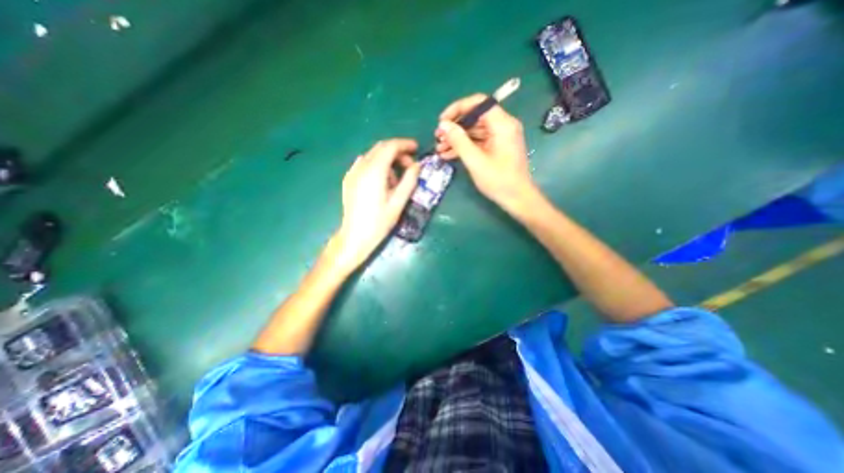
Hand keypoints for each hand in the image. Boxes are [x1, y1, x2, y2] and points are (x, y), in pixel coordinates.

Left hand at [331, 137, 419, 268]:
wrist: (355, 236)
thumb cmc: (379, 221)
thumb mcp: (399, 202)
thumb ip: (409, 180)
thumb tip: (417, 165)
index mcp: (374, 171)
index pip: (390, 146)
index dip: (405, 144)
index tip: (417, 149)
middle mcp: (361, 166)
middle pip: (381, 148)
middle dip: (397, 152)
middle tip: (410, 166)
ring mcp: (352, 172)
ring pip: (373, 156)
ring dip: (387, 160)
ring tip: (396, 180)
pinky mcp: (349, 180)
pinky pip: (364, 164)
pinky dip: (377, 166)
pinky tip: (382, 182)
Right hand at [435, 94, 532, 210]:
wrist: (517, 198)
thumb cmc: (498, 181)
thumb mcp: (475, 161)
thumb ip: (459, 141)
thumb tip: (443, 125)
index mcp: (502, 124)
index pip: (478, 103)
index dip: (457, 109)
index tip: (442, 121)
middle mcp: (503, 125)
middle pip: (475, 117)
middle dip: (455, 127)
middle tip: (438, 138)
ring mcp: (500, 137)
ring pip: (474, 130)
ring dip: (457, 139)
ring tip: (439, 149)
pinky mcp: (497, 147)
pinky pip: (478, 141)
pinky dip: (464, 146)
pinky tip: (448, 154)